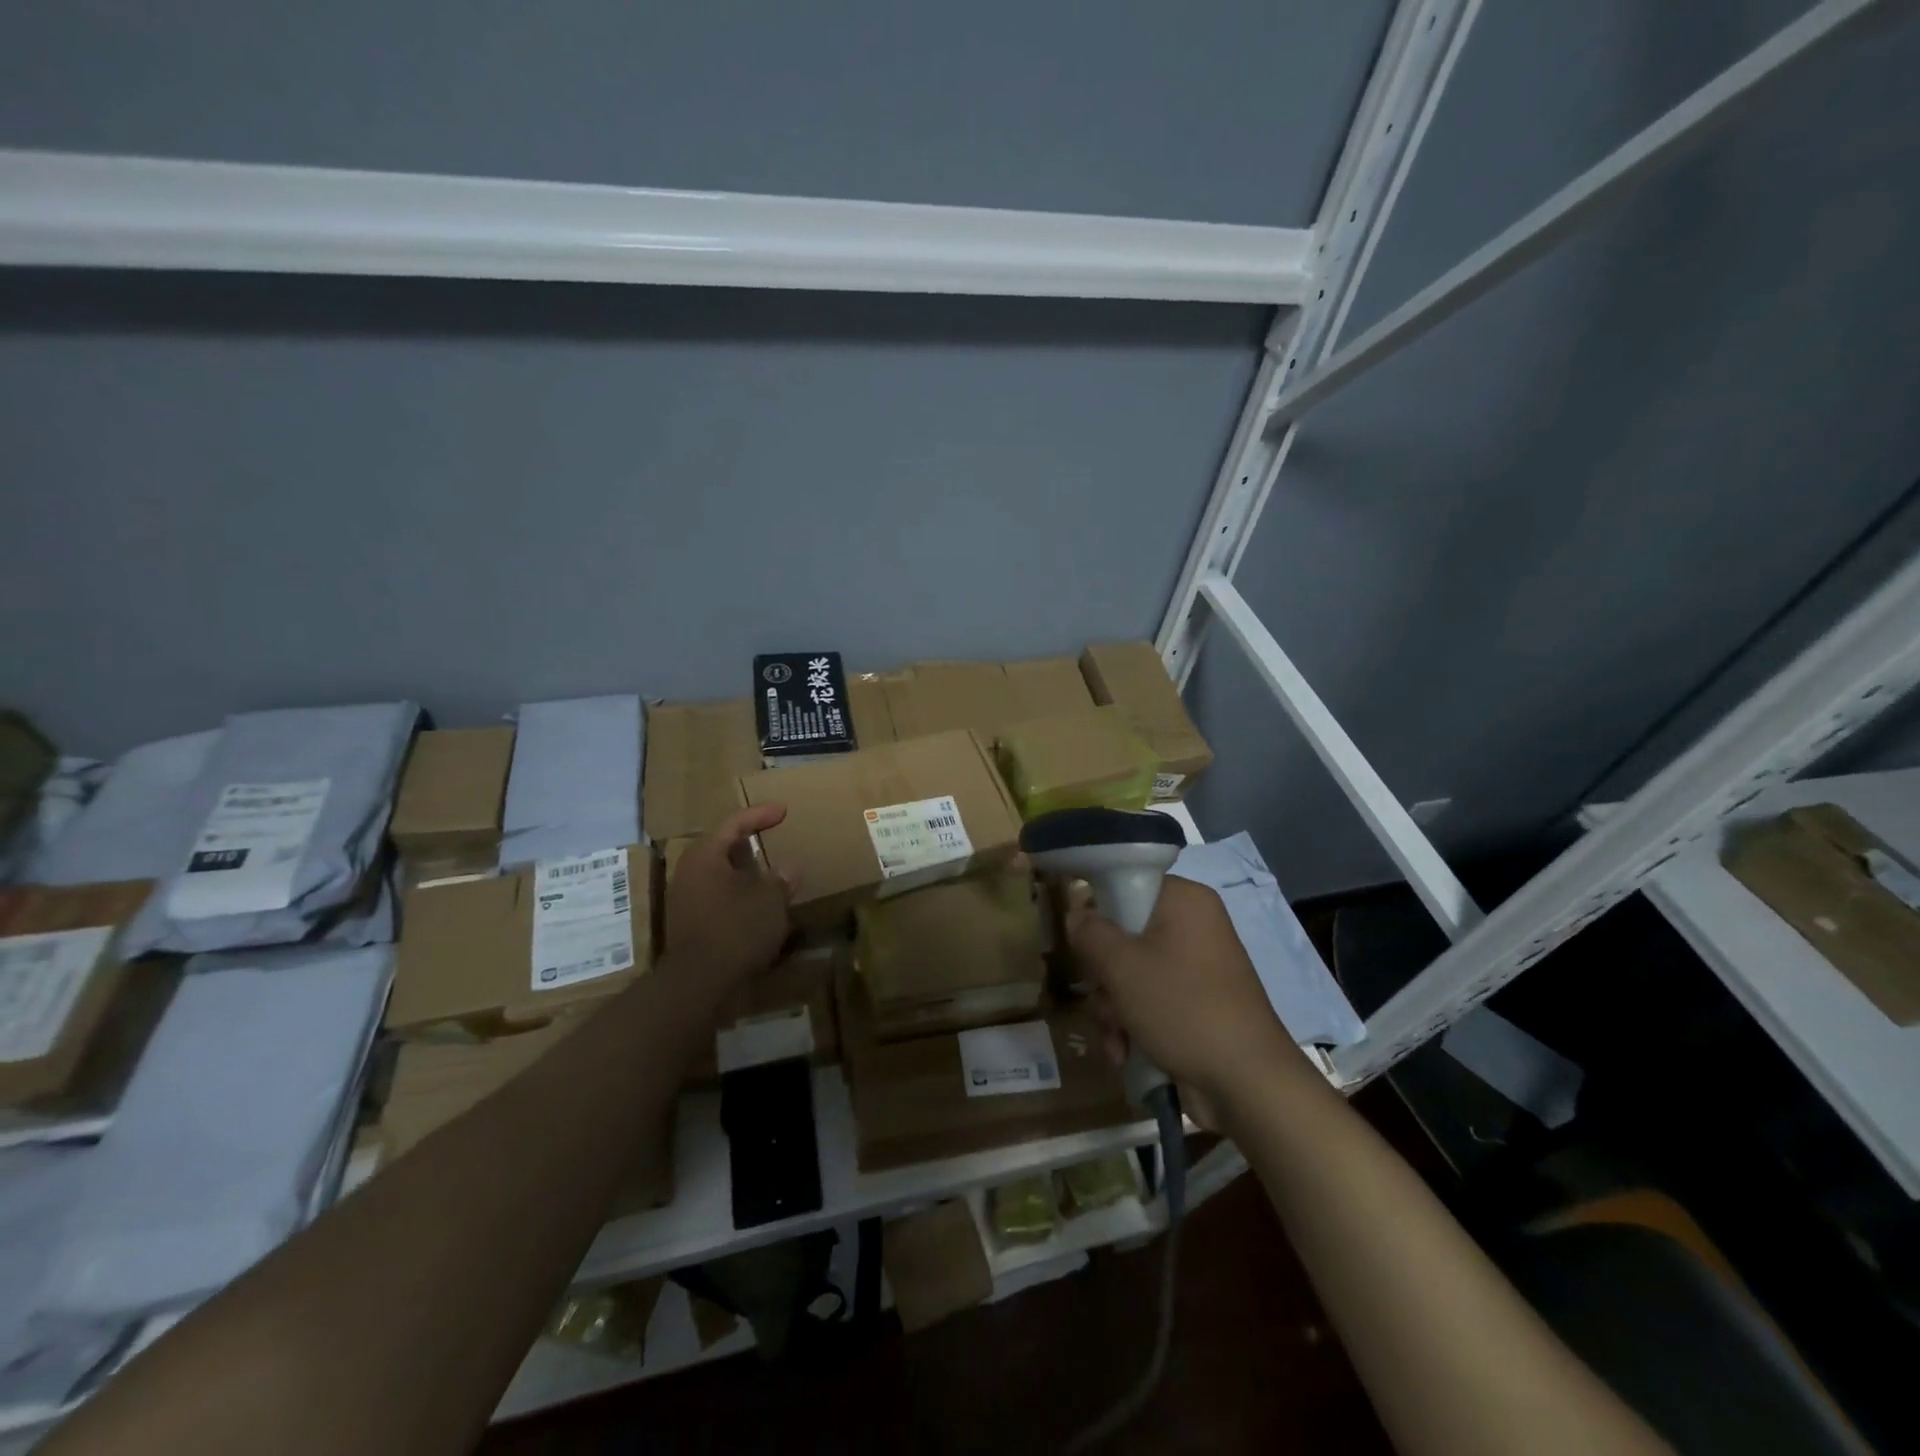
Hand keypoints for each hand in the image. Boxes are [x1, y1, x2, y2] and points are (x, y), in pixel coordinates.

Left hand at [663, 804, 792, 990]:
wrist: (698, 984)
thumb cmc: (736, 929)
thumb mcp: (770, 900)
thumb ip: (780, 879)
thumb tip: (786, 870)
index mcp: (705, 855)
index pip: (733, 822)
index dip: (760, 814)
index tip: (783, 811)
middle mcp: (689, 872)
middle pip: (722, 848)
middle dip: (749, 844)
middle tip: (773, 839)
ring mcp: (686, 900)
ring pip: (720, 876)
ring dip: (746, 874)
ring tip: (773, 877)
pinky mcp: (690, 926)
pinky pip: (719, 899)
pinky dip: (741, 898)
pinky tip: (761, 909)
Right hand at [1066, 876, 1294, 1111]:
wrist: (1246, 1083)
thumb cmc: (1182, 1007)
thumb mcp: (1122, 966)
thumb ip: (1090, 933)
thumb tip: (1076, 914)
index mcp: (1185, 901)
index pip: (1128, 884)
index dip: (1099, 909)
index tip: (1083, 940)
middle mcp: (1194, 927)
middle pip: (1125, 934)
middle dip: (1104, 976)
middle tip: (1101, 996)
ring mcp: (1197, 968)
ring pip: (1132, 973)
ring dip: (1113, 1007)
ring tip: (1116, 1036)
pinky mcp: (1197, 1003)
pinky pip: (1151, 1000)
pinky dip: (1134, 1024)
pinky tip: (1125, 1052)